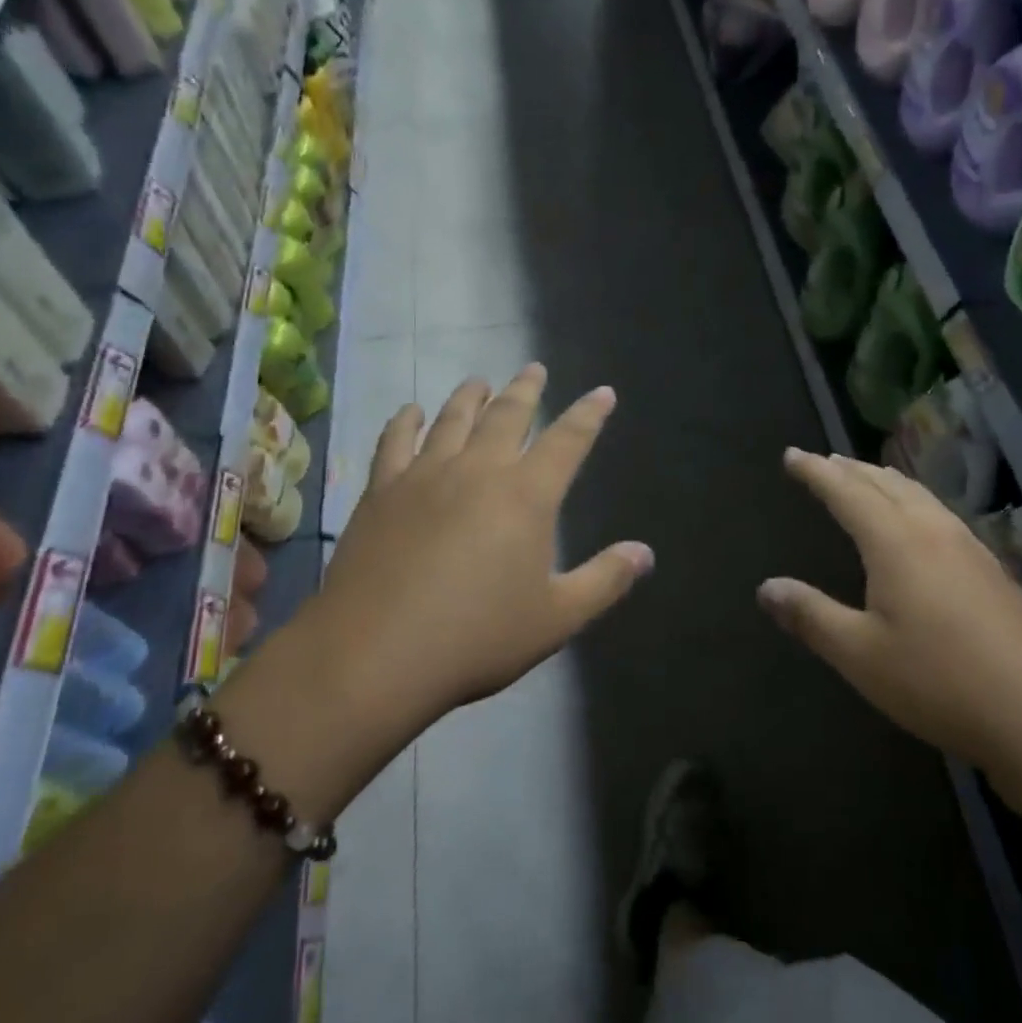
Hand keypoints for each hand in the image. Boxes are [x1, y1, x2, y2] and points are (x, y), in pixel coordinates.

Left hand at [308, 365, 653, 729]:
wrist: (376, 654)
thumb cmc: (477, 637)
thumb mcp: (556, 617)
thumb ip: (605, 580)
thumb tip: (645, 552)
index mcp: (526, 496)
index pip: (568, 440)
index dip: (589, 414)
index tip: (602, 392)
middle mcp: (478, 470)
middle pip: (507, 415)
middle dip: (526, 390)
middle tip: (534, 368)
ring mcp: (424, 476)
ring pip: (452, 419)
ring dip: (471, 396)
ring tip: (480, 381)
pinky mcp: (381, 491)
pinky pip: (395, 442)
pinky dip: (405, 421)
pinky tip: (410, 411)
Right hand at [758, 449, 1021, 812]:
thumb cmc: (941, 682)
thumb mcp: (860, 655)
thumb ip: (811, 616)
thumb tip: (766, 587)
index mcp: (896, 542)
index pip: (846, 492)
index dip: (816, 472)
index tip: (792, 455)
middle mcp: (934, 533)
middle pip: (887, 485)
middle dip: (851, 469)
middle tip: (825, 460)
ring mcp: (972, 551)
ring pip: (921, 498)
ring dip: (886, 482)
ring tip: (868, 478)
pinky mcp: (996, 575)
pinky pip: (942, 517)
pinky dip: (915, 503)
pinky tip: (923, 526)